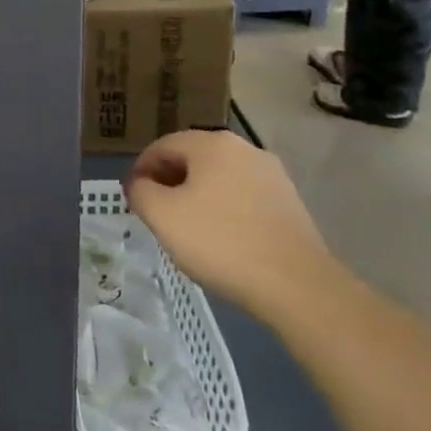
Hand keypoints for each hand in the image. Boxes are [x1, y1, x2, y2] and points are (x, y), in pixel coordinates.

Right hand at [126, 131, 338, 321]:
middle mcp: (244, 149)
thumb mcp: (161, 215)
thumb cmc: (219, 242)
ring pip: (218, 178)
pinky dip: (224, 210)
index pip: (162, 146)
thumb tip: (139, 184)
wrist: (296, 286)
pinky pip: (243, 197)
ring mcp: (272, 175)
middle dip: (169, 182)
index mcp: (212, 144)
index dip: (140, 170)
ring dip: (196, 196)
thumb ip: (140, 191)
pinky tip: (221, 239)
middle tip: (156, 214)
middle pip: (192, 159)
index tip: (133, 199)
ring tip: (188, 229)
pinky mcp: (289, 203)